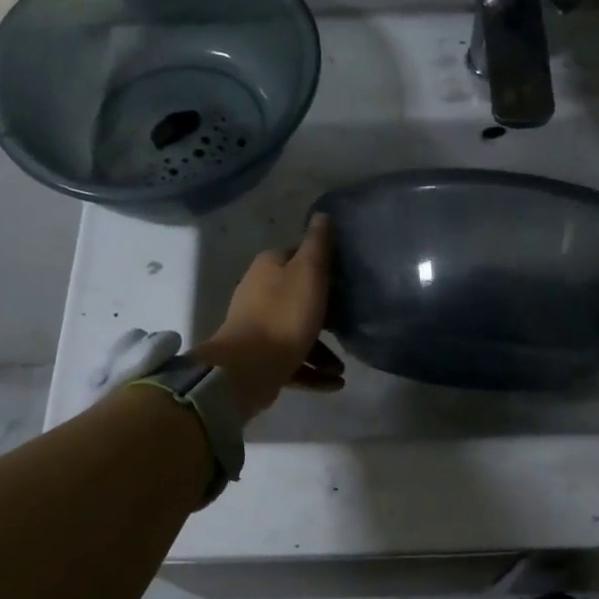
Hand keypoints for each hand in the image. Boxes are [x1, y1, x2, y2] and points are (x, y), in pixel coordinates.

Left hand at [192, 215, 344, 420]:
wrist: (249, 367)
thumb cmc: (284, 314)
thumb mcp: (309, 272)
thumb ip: (317, 244)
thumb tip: (322, 214)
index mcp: (268, 268)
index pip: (296, 256)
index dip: (320, 264)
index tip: (344, 277)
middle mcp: (259, 294)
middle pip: (297, 297)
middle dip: (324, 313)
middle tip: (349, 323)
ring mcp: (257, 329)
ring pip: (296, 334)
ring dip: (322, 351)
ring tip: (343, 367)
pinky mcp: (260, 359)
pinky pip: (292, 362)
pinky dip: (313, 372)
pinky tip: (335, 383)